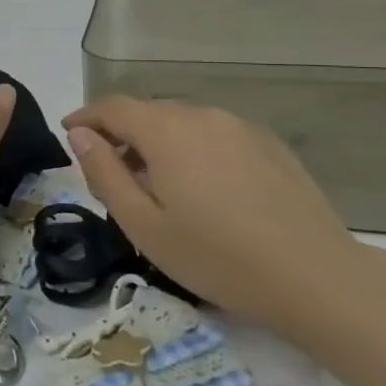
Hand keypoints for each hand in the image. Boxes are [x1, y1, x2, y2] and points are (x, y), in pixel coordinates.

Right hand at [62, 96, 385, 344]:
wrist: (316, 278)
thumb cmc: (217, 257)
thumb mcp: (142, 225)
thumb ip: (104, 174)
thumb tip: (80, 136)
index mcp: (167, 131)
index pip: (113, 107)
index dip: (85, 117)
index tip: (68, 133)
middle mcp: (203, 116)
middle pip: (148, 112)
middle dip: (120, 132)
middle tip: (109, 171)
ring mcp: (241, 127)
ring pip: (183, 122)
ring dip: (157, 141)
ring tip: (154, 183)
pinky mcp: (269, 145)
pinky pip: (214, 134)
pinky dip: (192, 148)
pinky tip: (202, 187)